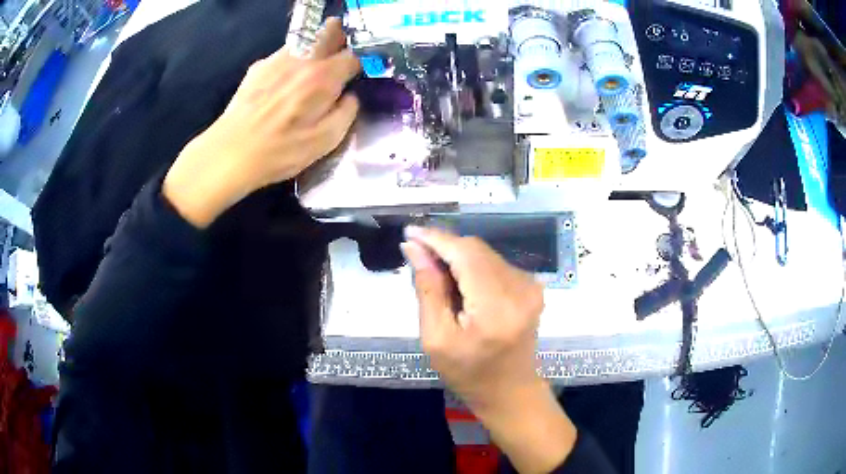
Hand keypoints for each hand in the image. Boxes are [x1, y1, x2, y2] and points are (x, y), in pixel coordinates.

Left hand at [163, 18, 360, 227]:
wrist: (230, 153)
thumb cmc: (280, 151)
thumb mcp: (325, 141)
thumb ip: (346, 113)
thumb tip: (350, 96)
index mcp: (323, 77)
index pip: (354, 55)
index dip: (363, 60)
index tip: (361, 70)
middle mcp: (302, 60)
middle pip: (329, 32)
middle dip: (340, 36)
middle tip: (341, 50)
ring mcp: (277, 60)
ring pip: (305, 41)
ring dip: (315, 47)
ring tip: (313, 66)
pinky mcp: (258, 68)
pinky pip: (283, 54)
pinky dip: (292, 60)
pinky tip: (285, 80)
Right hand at [402, 226, 575, 473]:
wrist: (510, 391)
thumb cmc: (468, 373)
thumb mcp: (436, 339)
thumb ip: (428, 289)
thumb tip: (414, 248)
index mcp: (496, 306)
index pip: (464, 254)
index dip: (435, 239)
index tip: (409, 232)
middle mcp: (519, 288)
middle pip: (475, 249)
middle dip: (444, 247)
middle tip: (416, 256)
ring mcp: (530, 286)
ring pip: (484, 254)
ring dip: (458, 257)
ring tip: (437, 277)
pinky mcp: (532, 287)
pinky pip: (495, 264)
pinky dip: (473, 267)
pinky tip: (460, 285)